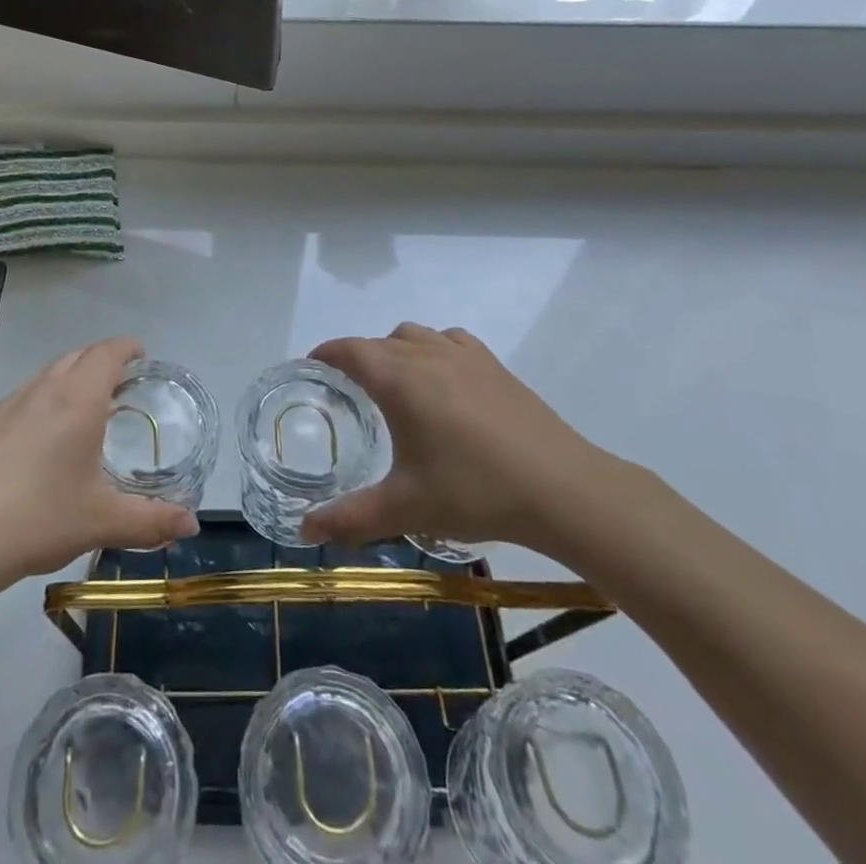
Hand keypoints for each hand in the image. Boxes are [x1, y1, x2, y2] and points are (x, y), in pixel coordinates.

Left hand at [0, 337, 199, 594]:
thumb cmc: (37, 518)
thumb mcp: (102, 522)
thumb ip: (151, 521)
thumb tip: (192, 524)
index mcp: (78, 399)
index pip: (107, 352)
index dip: (128, 348)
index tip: (142, 356)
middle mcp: (45, 390)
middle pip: (79, 355)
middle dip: (103, 360)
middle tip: (123, 384)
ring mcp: (10, 405)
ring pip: (50, 373)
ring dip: (74, 377)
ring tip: (89, 408)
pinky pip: (28, 395)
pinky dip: (48, 398)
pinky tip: (47, 439)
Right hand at [301, 323, 622, 562]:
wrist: (562, 488)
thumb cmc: (475, 492)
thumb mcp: (406, 509)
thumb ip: (350, 518)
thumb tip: (303, 529)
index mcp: (399, 379)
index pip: (349, 350)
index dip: (326, 353)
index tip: (311, 366)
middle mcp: (426, 354)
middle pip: (379, 341)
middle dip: (357, 357)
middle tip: (347, 391)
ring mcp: (464, 355)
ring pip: (414, 335)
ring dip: (395, 349)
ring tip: (394, 383)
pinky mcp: (494, 365)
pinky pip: (450, 340)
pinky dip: (434, 348)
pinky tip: (443, 379)